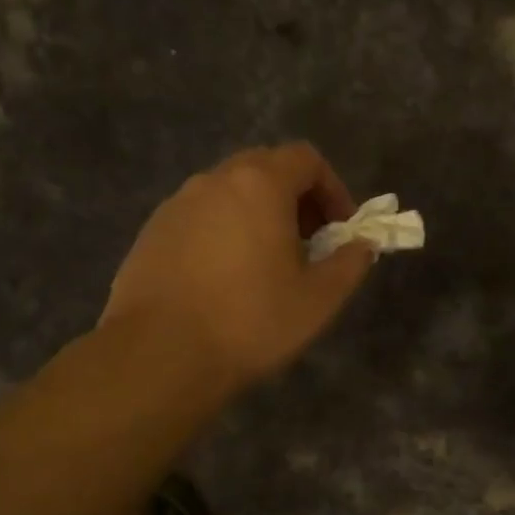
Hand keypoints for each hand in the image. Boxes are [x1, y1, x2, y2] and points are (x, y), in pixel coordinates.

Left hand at [102, 143, 374, 391]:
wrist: (160, 355)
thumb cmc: (250, 322)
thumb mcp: (318, 299)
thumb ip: (350, 263)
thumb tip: (362, 245)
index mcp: (259, 184)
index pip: (306, 159)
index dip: (333, 189)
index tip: (341, 230)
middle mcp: (213, 181)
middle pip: (265, 169)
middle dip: (296, 200)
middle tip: (309, 245)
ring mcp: (176, 205)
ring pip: (229, 194)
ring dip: (258, 216)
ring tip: (266, 265)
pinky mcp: (151, 233)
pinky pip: (200, 218)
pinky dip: (223, 233)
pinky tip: (224, 280)